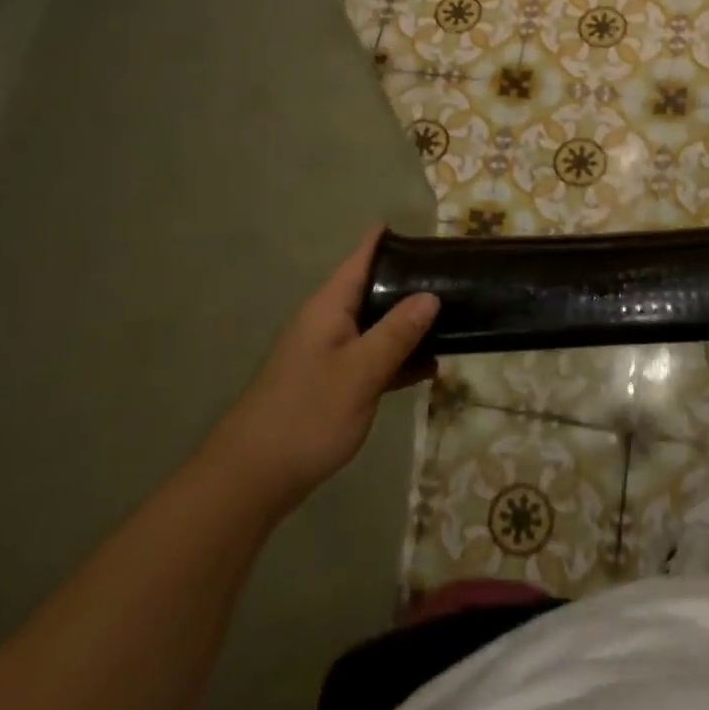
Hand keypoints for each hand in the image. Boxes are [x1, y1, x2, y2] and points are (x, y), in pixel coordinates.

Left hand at [212, 229, 438, 512]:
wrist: (254, 476)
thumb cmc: (308, 414)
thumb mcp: (361, 371)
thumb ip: (397, 332)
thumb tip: (430, 295)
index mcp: (329, 307)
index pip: (361, 258)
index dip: (389, 240)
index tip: (427, 233)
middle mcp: (328, 322)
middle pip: (372, 289)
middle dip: (410, 283)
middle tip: (454, 278)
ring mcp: (329, 354)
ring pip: (376, 326)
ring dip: (408, 324)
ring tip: (454, 319)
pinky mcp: (332, 383)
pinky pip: (372, 358)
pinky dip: (398, 358)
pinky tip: (429, 368)